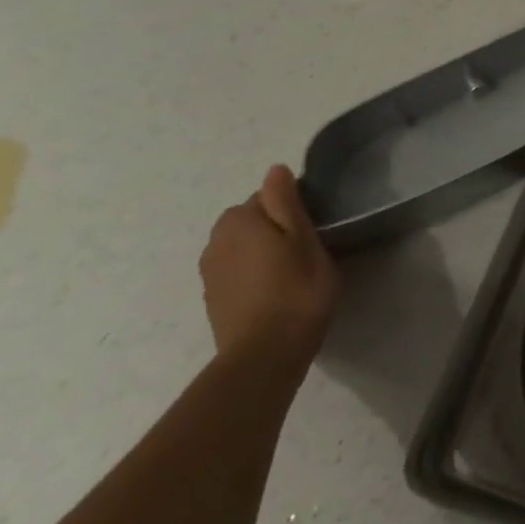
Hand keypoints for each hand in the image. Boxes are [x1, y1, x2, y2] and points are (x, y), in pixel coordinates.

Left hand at [198, 165, 339, 375]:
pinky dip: (253, 275)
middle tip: (306, 248)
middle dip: (273, 227)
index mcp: (239, 220)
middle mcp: (215, 241)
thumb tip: (275, 169)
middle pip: (250, 221)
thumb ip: (286, 201)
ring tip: (291, 271)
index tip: (314, 226)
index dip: (293, 208)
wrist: (265, 354)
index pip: (267, 196)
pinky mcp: (213, 300)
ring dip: (261, 252)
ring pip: (242, 247)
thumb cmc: (296, 289)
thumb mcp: (304, 238)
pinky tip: (274, 292)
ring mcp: (210, 273)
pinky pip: (236, 272)